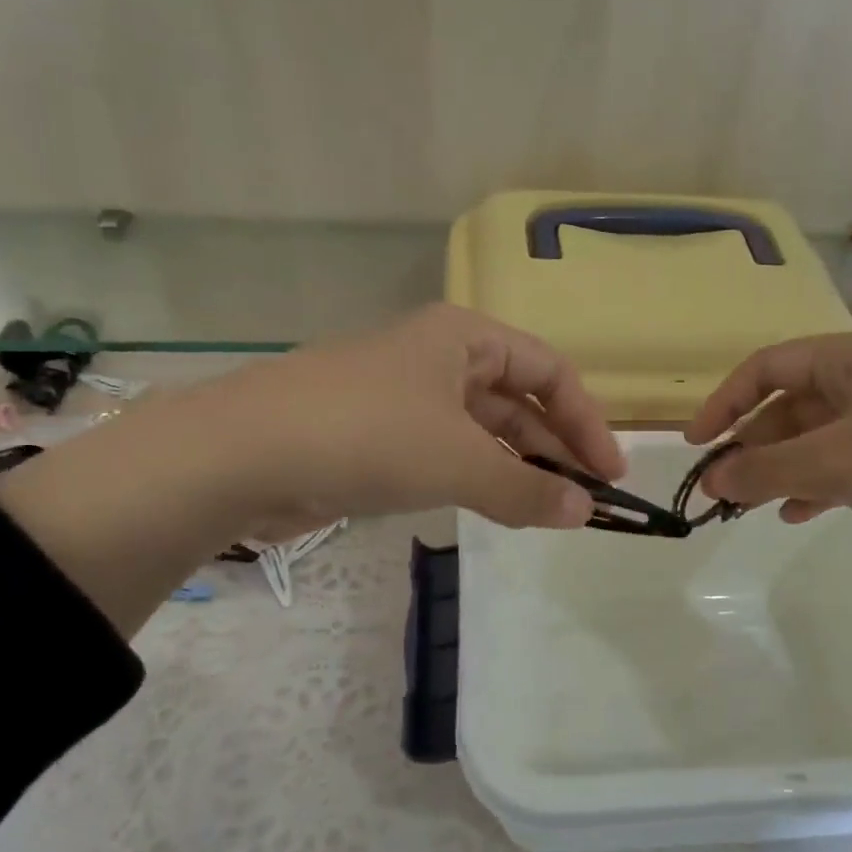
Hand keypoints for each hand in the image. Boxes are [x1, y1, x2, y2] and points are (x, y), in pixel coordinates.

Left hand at [222, 303, 624, 537]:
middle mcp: (440, 358)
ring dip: (518, 467)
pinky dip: (477, 478)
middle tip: (584, 501)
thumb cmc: (368, 434)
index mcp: (465, 339)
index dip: (588, 420)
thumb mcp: (460, 461)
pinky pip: (447, 454)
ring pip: (483, 431)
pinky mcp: (379, 437)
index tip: (611, 475)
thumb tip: (585, 513)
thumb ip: (527, 489)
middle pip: (518, 400)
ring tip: (548, 511)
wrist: (241, 454)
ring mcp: (406, 397)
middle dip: (555, 448)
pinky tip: (495, 509)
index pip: (550, 371)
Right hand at [685, 329, 851, 684]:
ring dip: (779, 470)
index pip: (767, 367)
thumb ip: (765, 468)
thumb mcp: (836, 460)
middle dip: (751, 445)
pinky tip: (796, 514)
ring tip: (747, 506)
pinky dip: (816, 487)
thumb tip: (710, 479)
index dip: (724, 403)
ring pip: (817, 440)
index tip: (694, 445)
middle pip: (790, 405)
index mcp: (851, 357)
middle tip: (719, 488)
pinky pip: (847, 467)